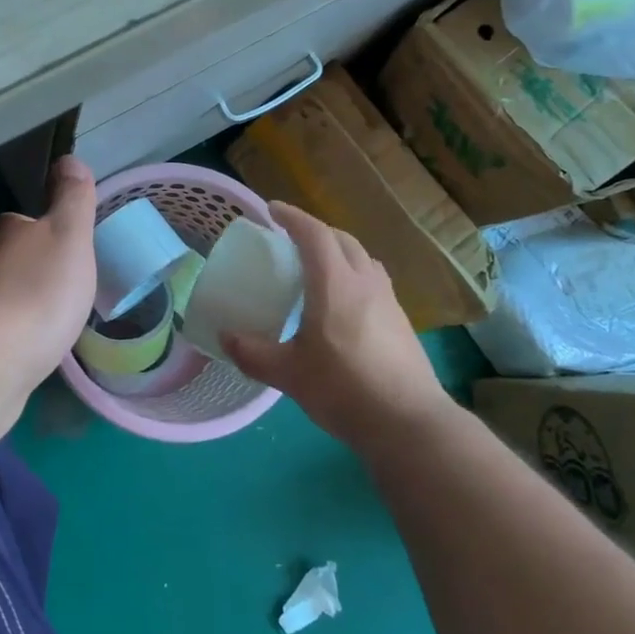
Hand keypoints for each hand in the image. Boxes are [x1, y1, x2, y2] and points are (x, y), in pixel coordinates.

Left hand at [0, 155, 98, 397]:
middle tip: (61, 291)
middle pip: (8, 260)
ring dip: (17, 307)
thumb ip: (71, 199)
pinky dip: (7, 339)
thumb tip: (67, 158)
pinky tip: (24, 353)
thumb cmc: (38, 291)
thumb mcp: (69, 235)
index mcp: (7, 233)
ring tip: (47, 325)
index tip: (66, 251)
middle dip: (30, 272)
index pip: (24, 223)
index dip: (45, 232)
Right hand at [222, 202, 448, 447]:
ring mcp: (389, 301)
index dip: (292, 217)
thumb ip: (253, 353)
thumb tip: (225, 338)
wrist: (409, 424)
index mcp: (335, 284)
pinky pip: (374, 282)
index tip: (272, 210)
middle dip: (316, 231)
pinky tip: (344, 304)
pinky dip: (354, 276)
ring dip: (340, 252)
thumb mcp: (288, 374)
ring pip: (363, 259)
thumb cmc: (344, 389)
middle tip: (292, 239)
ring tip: (319, 267)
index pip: (314, 234)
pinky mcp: (402, 322)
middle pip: (343, 240)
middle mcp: (365, 283)